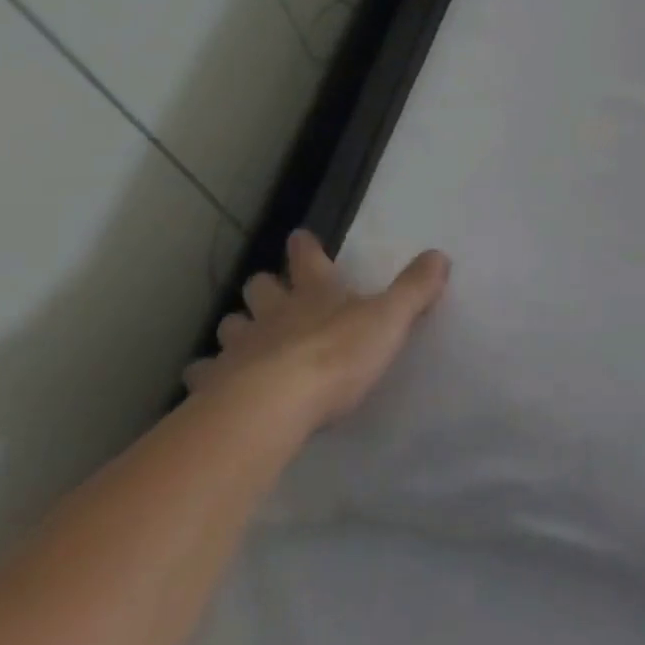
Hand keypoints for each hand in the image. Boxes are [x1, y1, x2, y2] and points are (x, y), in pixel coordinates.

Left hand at [186, 231, 449, 429]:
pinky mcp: (215, 386)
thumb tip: (440, 255)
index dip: (306, 249)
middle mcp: (274, 313)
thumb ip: (415, 288)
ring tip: (241, 338)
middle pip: (261, 289)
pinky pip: (204, 374)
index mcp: (317, 294)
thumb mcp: (391, 319)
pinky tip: (207, 383)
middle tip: (268, 293)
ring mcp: (240, 348)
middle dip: (264, 288)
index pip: (309, 260)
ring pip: (230, 327)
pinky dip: (206, 375)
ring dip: (236, 328)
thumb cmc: (339, 356)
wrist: (275, 405)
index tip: (299, 238)